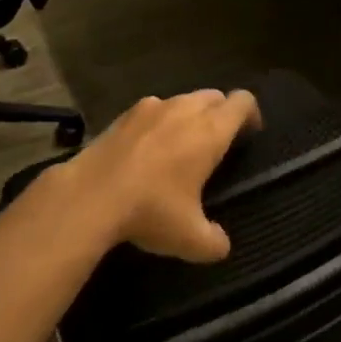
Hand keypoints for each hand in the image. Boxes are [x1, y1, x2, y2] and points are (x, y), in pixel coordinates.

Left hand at [59, 90, 261, 260]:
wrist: (89, 197)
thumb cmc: (150, 211)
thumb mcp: (190, 239)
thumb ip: (214, 241)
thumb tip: (221, 245)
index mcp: (210, 131)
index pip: (242, 102)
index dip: (251, 114)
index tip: (250, 135)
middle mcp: (183, 110)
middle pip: (213, 96)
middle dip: (221, 113)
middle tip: (217, 143)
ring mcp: (150, 107)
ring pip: (181, 100)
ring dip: (188, 115)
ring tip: (181, 146)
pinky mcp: (122, 115)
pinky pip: (151, 110)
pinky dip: (157, 123)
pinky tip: (146, 150)